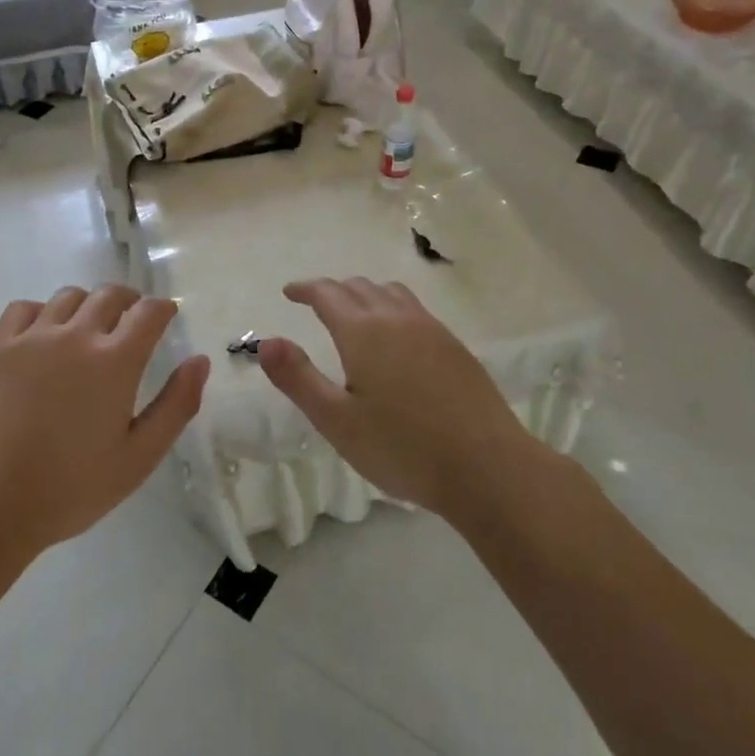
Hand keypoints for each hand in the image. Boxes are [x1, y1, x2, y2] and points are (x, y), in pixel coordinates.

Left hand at [0, 285, 210, 554]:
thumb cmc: (71, 487)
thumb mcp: (139, 457)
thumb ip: (176, 405)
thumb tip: (200, 361)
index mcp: (116, 361)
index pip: (149, 312)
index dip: (163, 309)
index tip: (167, 317)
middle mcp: (76, 335)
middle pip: (110, 295)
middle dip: (129, 302)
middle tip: (132, 322)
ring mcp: (33, 337)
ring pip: (69, 297)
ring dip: (88, 305)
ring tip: (88, 329)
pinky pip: (25, 307)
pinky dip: (42, 312)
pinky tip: (43, 336)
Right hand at [258, 278, 535, 516]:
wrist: (488, 467)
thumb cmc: (402, 448)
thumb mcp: (336, 420)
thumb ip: (298, 378)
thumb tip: (266, 342)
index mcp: (363, 332)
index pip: (327, 294)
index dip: (305, 289)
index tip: (289, 292)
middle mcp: (397, 319)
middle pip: (359, 287)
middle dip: (332, 290)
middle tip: (315, 303)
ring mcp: (432, 330)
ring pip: (391, 293)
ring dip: (365, 293)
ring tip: (354, 311)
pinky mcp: (455, 348)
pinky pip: (415, 309)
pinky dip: (392, 307)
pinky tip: (396, 336)